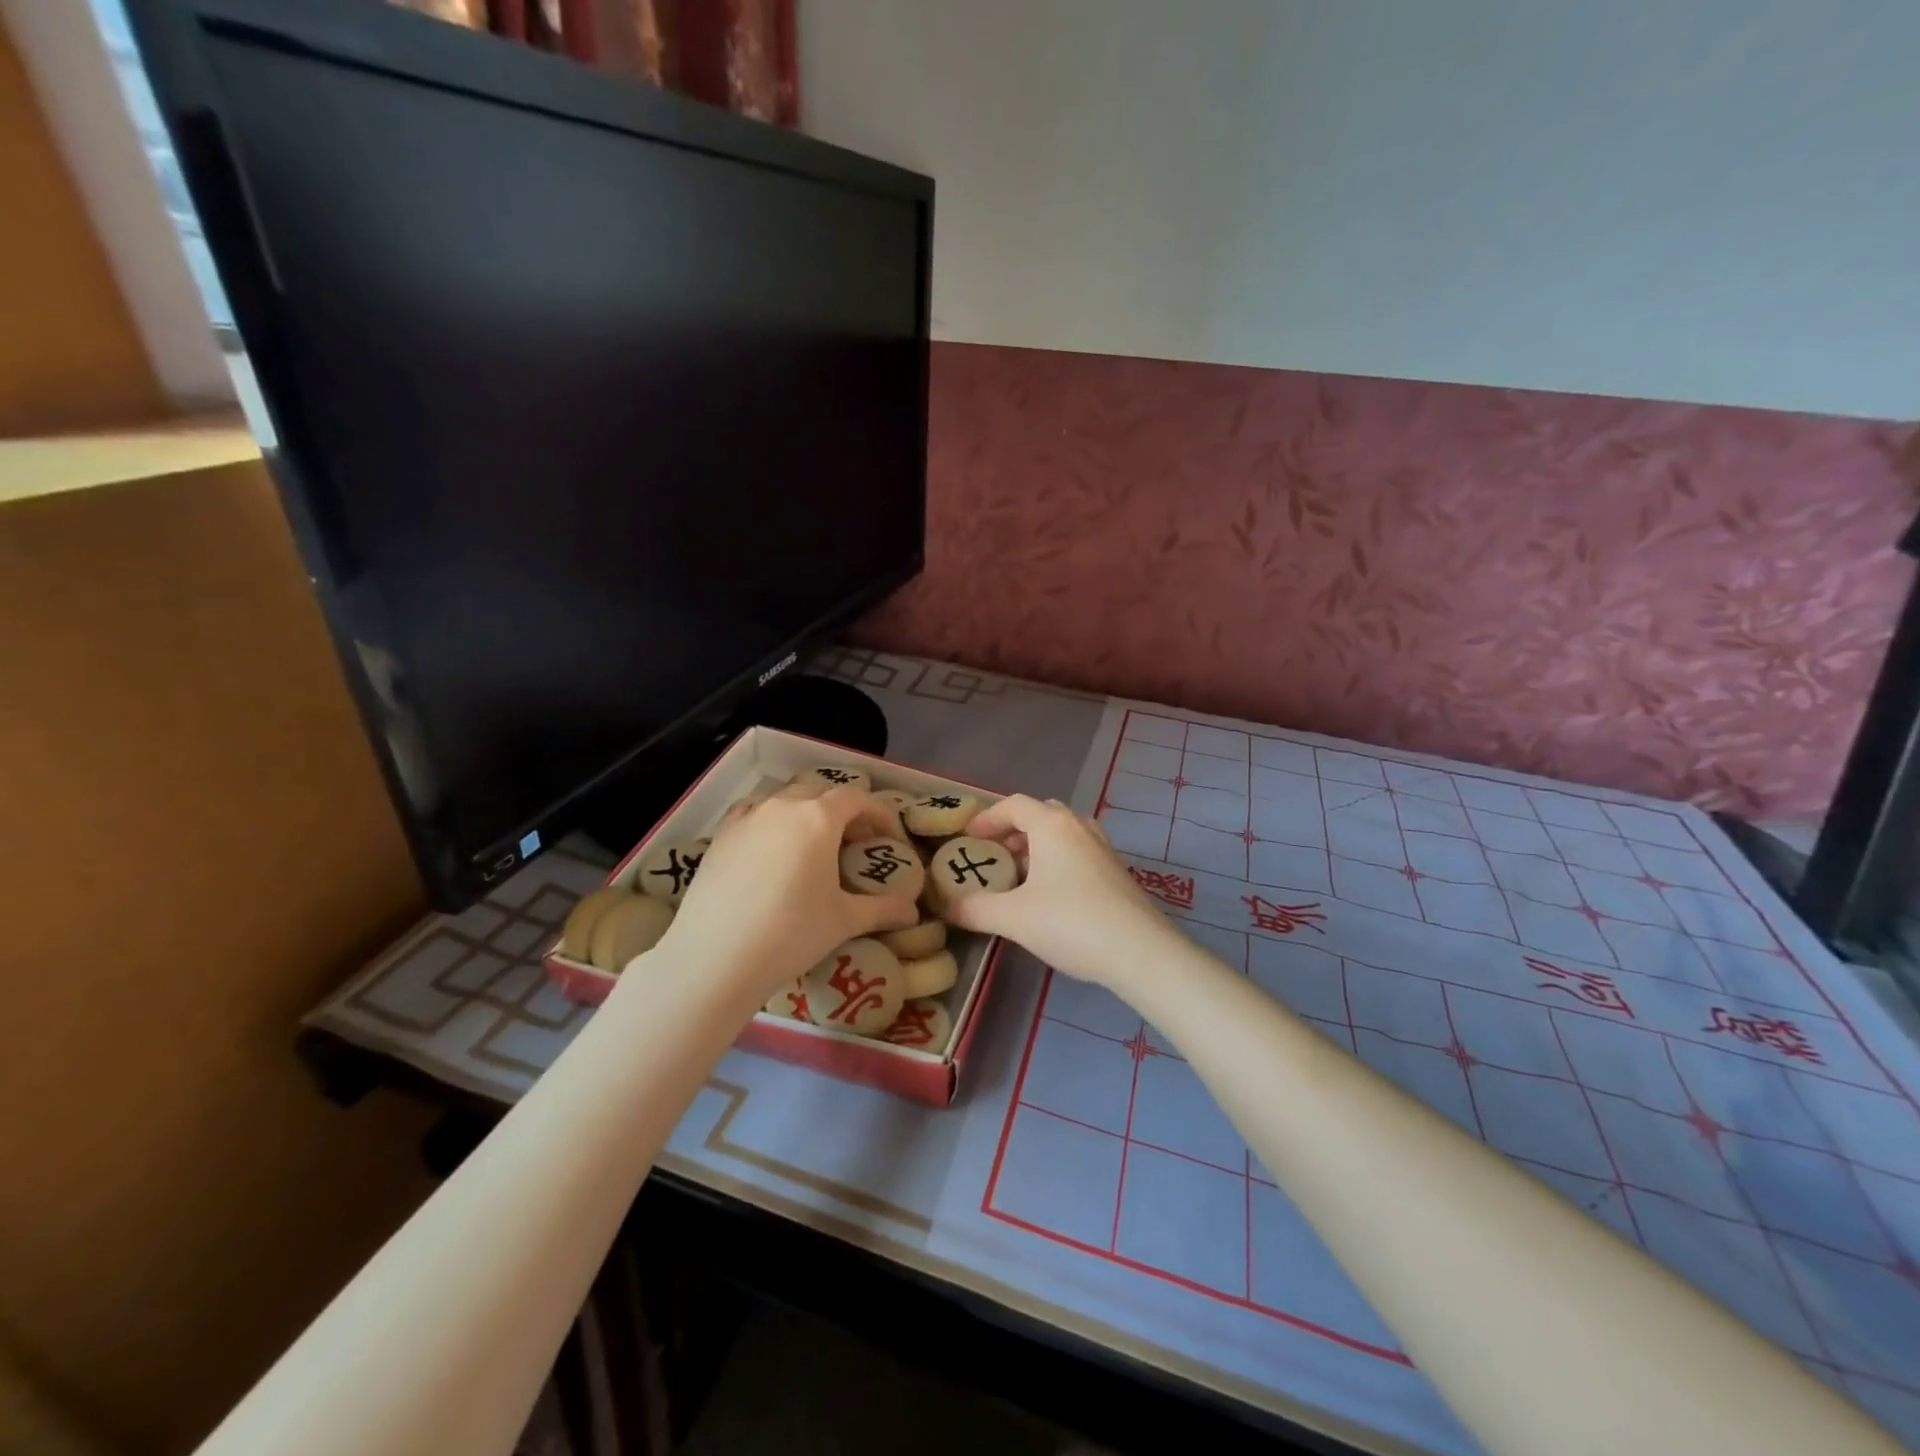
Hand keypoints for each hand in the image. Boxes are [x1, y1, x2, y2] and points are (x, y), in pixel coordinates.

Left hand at [642, 787, 916, 1004]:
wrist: (715, 957)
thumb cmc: (791, 933)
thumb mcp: (844, 921)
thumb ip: (883, 910)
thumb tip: (913, 913)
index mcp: (819, 817)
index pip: (857, 798)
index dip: (879, 813)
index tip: (890, 837)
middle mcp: (783, 806)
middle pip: (822, 792)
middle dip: (844, 811)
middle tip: (856, 842)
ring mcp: (748, 817)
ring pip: (786, 799)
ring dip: (807, 812)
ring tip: (814, 845)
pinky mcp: (721, 835)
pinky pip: (753, 813)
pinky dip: (771, 820)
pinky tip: (771, 846)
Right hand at [940, 794, 1183, 991]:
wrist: (1140, 952)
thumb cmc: (1071, 922)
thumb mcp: (1013, 918)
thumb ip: (974, 909)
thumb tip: (945, 906)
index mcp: (1053, 825)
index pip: (1014, 805)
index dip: (986, 818)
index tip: (968, 838)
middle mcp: (1079, 827)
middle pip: (1040, 815)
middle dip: (1012, 833)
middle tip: (993, 857)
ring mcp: (1102, 849)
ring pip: (1061, 835)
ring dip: (1036, 849)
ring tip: (1018, 879)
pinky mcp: (1116, 873)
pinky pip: (1077, 854)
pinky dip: (1056, 863)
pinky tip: (1048, 898)